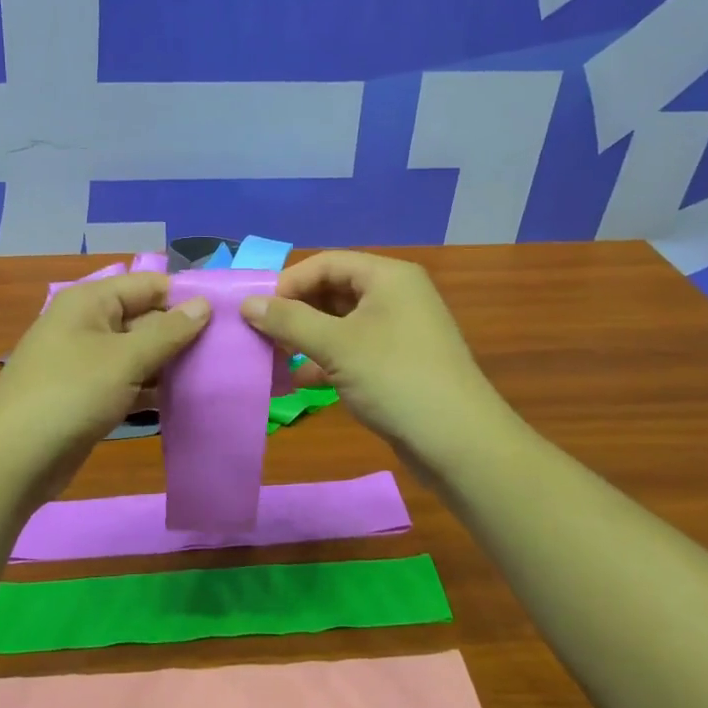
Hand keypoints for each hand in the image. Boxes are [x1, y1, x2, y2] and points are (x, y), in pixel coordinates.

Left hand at [0, 274, 209, 499]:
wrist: (12, 460)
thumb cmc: (70, 395)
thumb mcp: (125, 359)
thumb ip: (168, 331)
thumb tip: (203, 304)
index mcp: (90, 301)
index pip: (148, 285)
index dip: (185, 296)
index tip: (227, 314)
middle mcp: (87, 323)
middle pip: (144, 317)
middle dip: (182, 332)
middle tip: (229, 349)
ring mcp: (85, 360)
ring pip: (138, 352)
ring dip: (170, 363)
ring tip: (215, 373)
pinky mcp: (87, 394)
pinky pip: (128, 380)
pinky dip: (152, 387)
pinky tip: (184, 399)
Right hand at [239, 250, 502, 468]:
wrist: (460, 443)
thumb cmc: (396, 379)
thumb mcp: (336, 346)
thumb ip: (289, 321)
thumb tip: (247, 303)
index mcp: (387, 277)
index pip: (326, 263)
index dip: (288, 283)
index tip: (256, 311)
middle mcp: (395, 295)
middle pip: (332, 291)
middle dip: (295, 312)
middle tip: (260, 336)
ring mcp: (399, 331)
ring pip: (340, 323)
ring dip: (306, 338)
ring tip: (272, 359)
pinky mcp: (398, 363)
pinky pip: (352, 350)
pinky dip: (325, 360)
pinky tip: (300, 381)